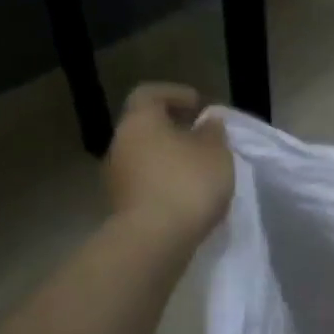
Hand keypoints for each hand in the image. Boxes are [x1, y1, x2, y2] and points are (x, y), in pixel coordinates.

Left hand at [104, 83, 234, 247]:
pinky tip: (188, 192)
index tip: (200, 105)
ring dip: (169, 156)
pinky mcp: (121, 203)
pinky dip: (164, 179)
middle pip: (145, 126)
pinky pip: (145, 180)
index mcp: (140, 122)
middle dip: (174, 128)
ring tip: (200, 168)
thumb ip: (213, 132)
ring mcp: (116, 176)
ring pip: (144, 154)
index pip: (149, 94)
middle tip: (203, 137)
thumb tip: (207, 122)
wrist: (155, 239)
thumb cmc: (187, 182)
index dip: (175, 94)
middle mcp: (120, 144)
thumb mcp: (216, 152)